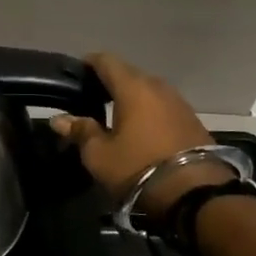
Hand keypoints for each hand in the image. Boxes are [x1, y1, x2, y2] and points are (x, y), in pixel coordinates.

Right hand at [49, 53, 232, 218]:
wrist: (197, 194)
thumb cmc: (139, 168)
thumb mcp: (100, 155)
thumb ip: (80, 131)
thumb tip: (58, 119)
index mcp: (132, 88)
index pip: (106, 61)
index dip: (89, 63)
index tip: (76, 73)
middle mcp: (158, 87)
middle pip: (129, 74)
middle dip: (110, 81)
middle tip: (92, 97)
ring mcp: (180, 103)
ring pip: (149, 90)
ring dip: (132, 97)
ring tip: (115, 114)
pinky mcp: (193, 121)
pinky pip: (163, 106)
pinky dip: (149, 111)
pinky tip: (141, 128)